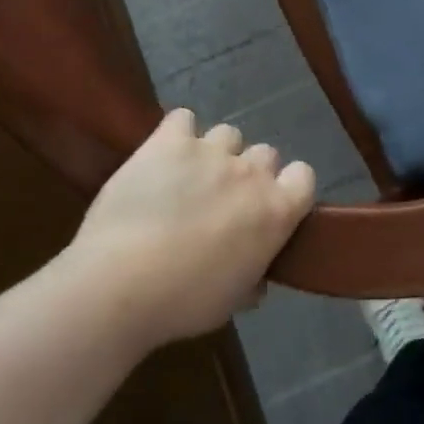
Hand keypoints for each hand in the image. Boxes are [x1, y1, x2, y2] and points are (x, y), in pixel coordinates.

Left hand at [65, 109, 314, 345]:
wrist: (119, 285)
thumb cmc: (182, 303)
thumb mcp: (231, 302)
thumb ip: (252, 280)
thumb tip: (257, 280)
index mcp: (276, 211)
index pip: (304, 176)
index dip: (288, 188)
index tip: (269, 207)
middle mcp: (251, 172)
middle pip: (265, 153)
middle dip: (248, 172)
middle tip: (222, 201)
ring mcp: (210, 151)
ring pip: (227, 134)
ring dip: (214, 153)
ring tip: (188, 178)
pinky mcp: (169, 141)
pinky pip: (182, 119)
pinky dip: (176, 133)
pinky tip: (163, 154)